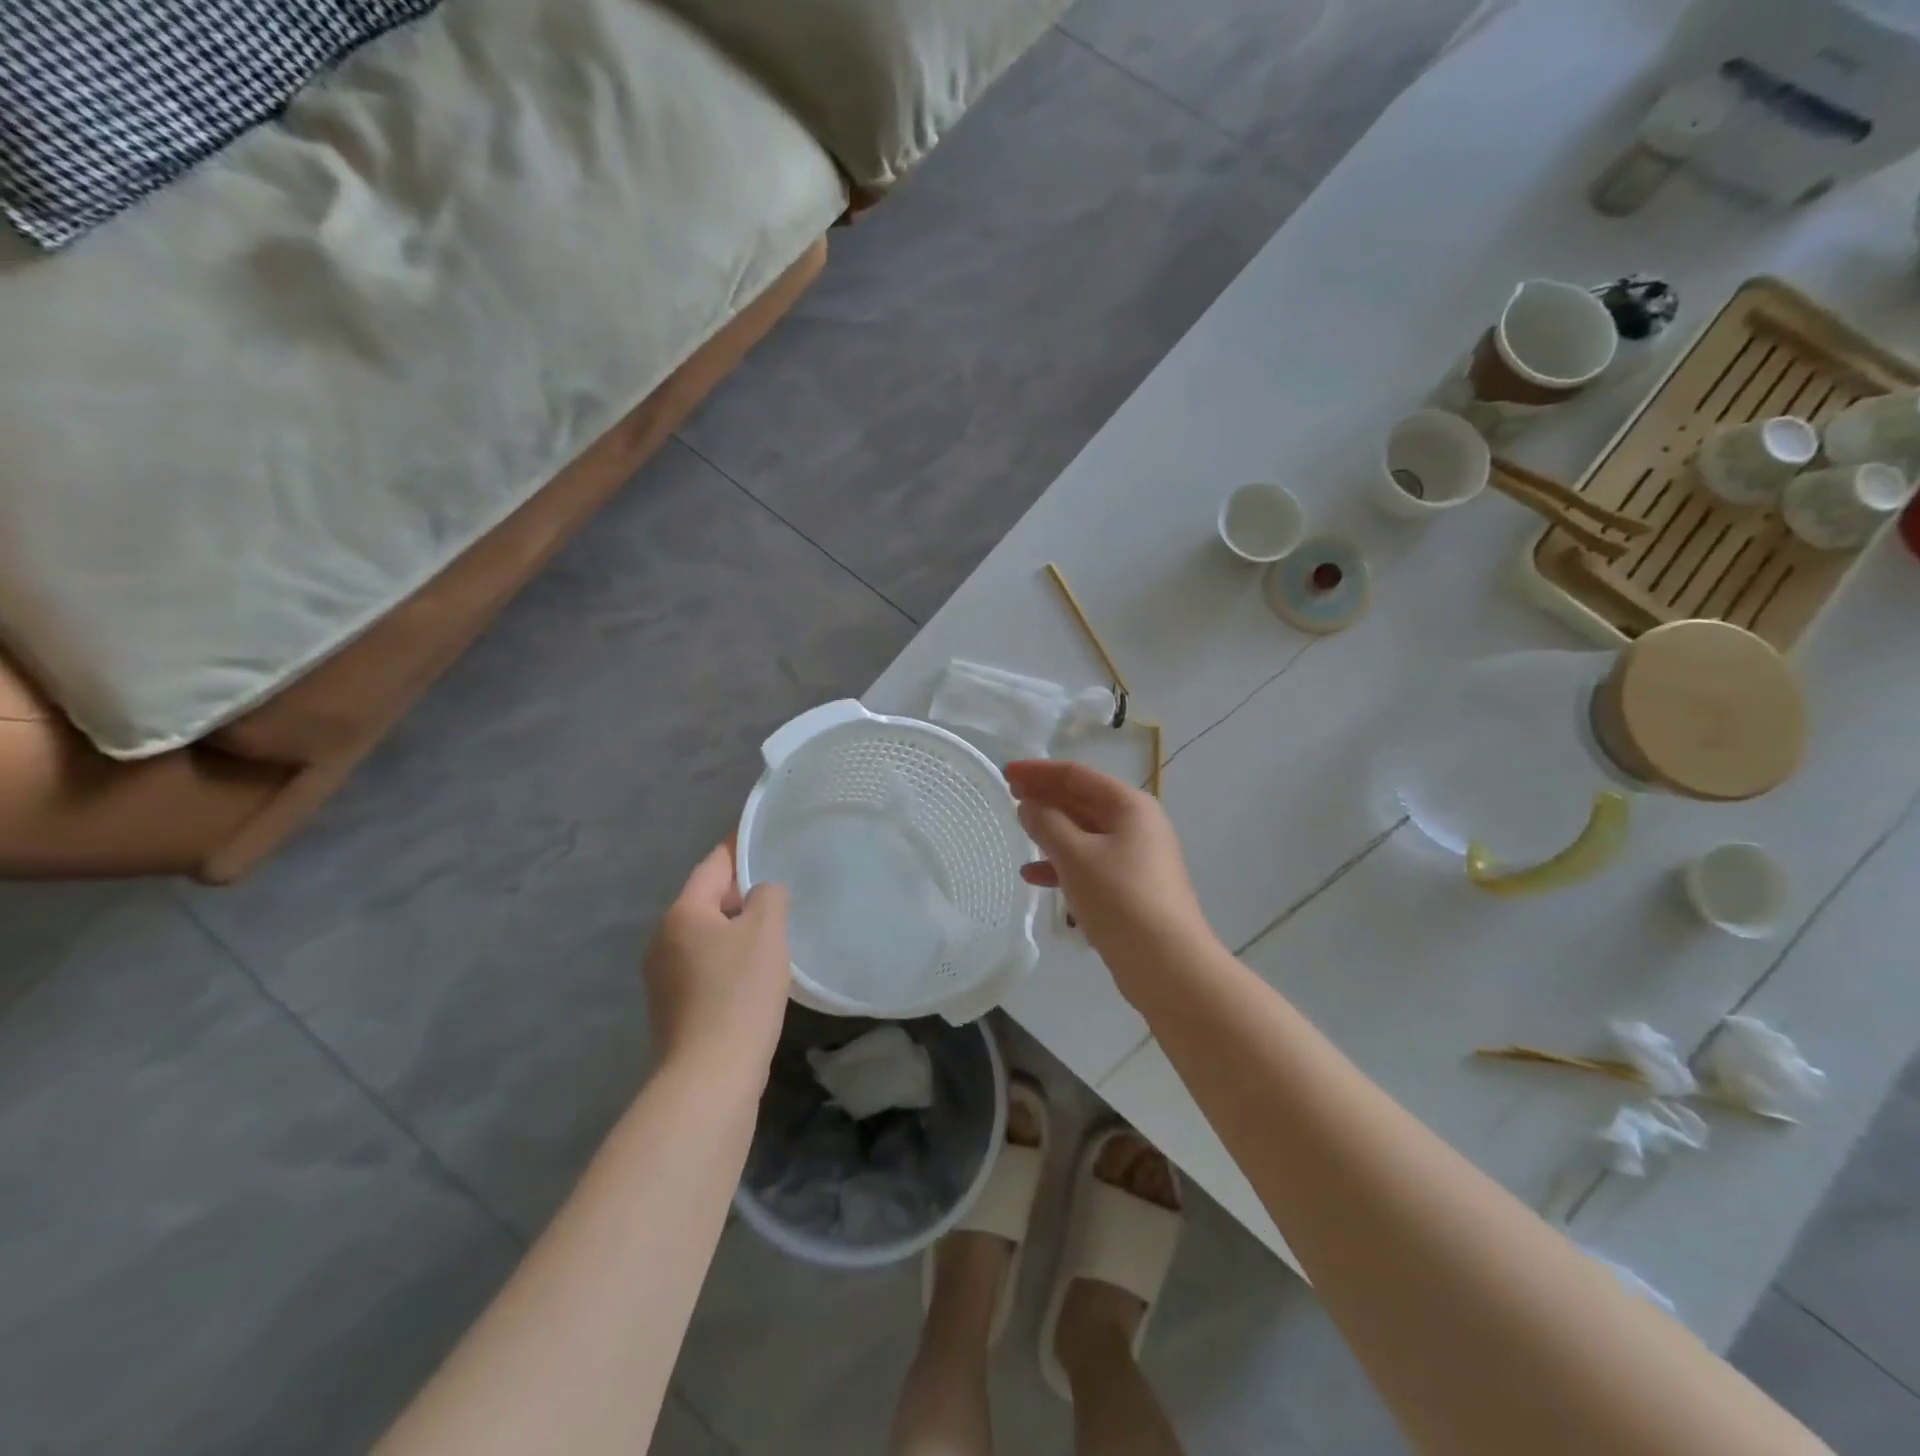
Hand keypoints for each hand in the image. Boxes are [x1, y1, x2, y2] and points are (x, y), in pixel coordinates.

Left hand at [642, 841, 790, 1077]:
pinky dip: (728, 959)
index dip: (740, 848)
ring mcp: (663, 977)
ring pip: (706, 935)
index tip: (763, 836)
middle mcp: (663, 939)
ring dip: (736, 929)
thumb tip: (762, 894)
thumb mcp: (766, 931)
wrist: (709, 1077)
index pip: (714, 865)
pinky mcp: (673, 1008)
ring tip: (773, 930)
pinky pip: (704, 966)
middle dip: (741, 891)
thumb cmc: (739, 993)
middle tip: (780, 888)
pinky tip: (754, 974)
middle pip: (706, 900)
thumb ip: (768, 897)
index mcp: (683, 913)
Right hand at [1006, 760, 1211, 989]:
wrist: (1167, 965)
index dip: (1039, 771)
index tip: (1006, 772)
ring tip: (1019, 830)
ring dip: (1052, 830)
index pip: (1077, 775)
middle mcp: (1137, 824)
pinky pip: (1091, 862)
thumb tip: (1029, 805)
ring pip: (1085, 833)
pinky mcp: (1132, 887)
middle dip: (1046, 797)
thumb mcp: (1075, 856)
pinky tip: (1034, 876)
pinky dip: (1063, 863)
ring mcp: (1137, 857)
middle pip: (1083, 800)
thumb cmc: (1120, 899)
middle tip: (1010, 795)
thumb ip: (1047, 824)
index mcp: (1129, 806)